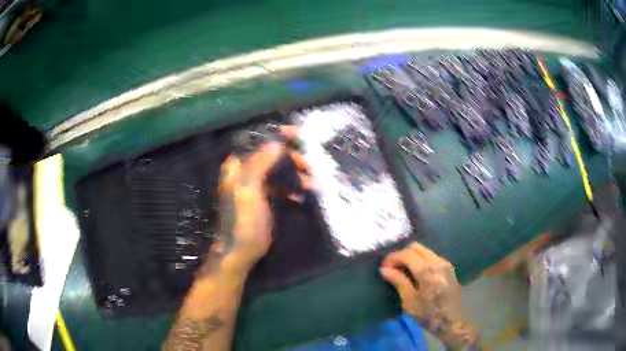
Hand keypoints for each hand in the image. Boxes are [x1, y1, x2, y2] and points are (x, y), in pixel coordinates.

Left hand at [208, 125, 309, 275]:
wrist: (242, 249)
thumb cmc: (242, 218)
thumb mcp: (248, 189)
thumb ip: (260, 163)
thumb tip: (276, 143)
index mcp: (237, 166)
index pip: (256, 142)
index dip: (275, 135)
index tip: (296, 133)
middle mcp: (246, 172)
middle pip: (270, 155)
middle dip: (290, 157)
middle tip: (307, 164)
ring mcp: (256, 186)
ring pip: (278, 171)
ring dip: (295, 173)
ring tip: (311, 182)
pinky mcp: (266, 199)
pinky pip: (282, 187)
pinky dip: (293, 189)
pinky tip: (302, 195)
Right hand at [380, 242, 481, 349]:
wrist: (452, 321)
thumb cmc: (429, 315)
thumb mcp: (410, 302)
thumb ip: (399, 282)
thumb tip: (384, 269)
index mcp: (428, 272)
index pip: (408, 254)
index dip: (393, 257)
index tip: (383, 267)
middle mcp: (438, 262)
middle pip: (416, 247)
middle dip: (401, 254)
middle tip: (391, 268)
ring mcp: (445, 263)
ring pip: (424, 250)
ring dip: (411, 256)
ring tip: (401, 270)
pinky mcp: (448, 267)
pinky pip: (430, 255)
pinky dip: (419, 259)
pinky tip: (414, 272)